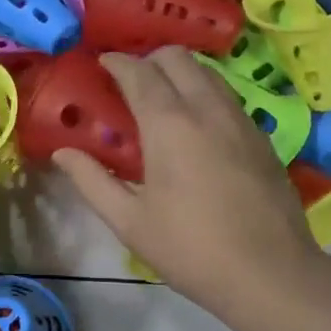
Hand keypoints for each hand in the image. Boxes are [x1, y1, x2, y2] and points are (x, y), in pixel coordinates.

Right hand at [52, 48, 325, 323]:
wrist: (268, 272)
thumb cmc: (189, 249)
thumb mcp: (129, 221)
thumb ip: (92, 181)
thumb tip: (63, 153)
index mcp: (169, 124)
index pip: (139, 72)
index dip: (116, 63)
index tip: (101, 65)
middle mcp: (207, 109)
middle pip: (177, 57)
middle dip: (148, 60)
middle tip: (129, 84)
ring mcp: (241, 119)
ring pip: (208, 73)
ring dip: (180, 74)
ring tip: (161, 101)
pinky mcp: (262, 137)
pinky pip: (227, 97)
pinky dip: (204, 94)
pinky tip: (196, 128)